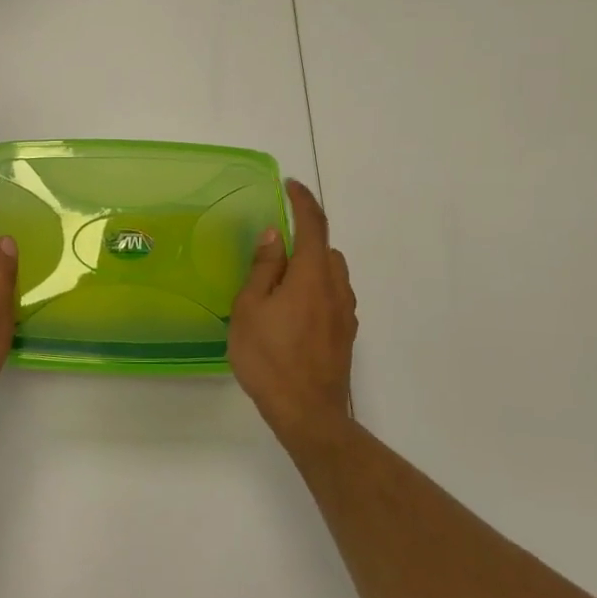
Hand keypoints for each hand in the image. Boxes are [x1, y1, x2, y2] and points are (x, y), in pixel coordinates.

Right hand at [229, 179, 357, 450]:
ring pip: (332, 274)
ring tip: (281, 284)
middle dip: (304, 239)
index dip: (302, 201)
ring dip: (312, 266)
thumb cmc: (270, 358)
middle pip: (325, 249)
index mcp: (311, 274)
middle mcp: (336, 287)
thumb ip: (263, 268)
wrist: (307, 412)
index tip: (290, 185)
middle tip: (273, 249)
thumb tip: (273, 235)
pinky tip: (295, 312)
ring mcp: (345, 313)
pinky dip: (317, 290)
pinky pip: (333, 297)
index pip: (312, 225)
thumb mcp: (250, 309)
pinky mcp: (346, 334)